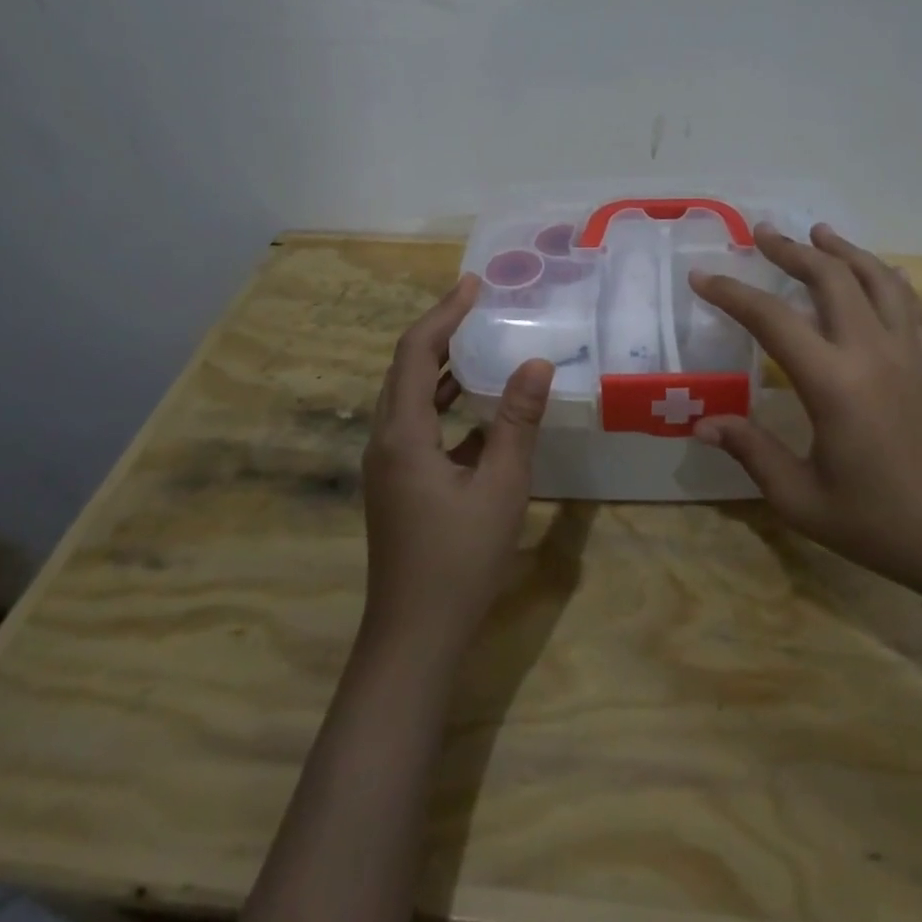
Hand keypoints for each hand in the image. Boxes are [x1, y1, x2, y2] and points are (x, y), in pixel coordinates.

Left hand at [360, 275, 553, 657]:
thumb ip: (517, 421)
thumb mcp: (501, 486)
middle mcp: (385, 439)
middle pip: (406, 367)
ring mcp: (388, 463)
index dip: (444, 313)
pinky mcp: (398, 483)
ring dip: (442, 366)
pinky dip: (446, 403)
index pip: (417, 352)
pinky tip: (480, 407)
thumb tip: (536, 362)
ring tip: (482, 340)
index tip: (474, 284)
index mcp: (402, 433)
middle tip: (479, 303)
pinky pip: (419, 424)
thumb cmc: (459, 561)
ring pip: (411, 397)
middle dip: (440, 330)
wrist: (414, 637)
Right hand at [688, 223, 921, 598]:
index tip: (702, 276)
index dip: (732, 293)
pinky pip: (908, 303)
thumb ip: (751, 451)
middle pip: (830, 278)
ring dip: (843, 251)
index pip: (771, 319)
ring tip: (818, 233)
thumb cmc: (877, 523)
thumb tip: (702, 423)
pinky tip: (879, 271)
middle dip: (792, 250)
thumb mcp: (800, 497)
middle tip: (762, 232)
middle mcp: (872, 352)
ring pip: (876, 278)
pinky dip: (885, 277)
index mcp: (833, 383)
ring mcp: (909, 352)